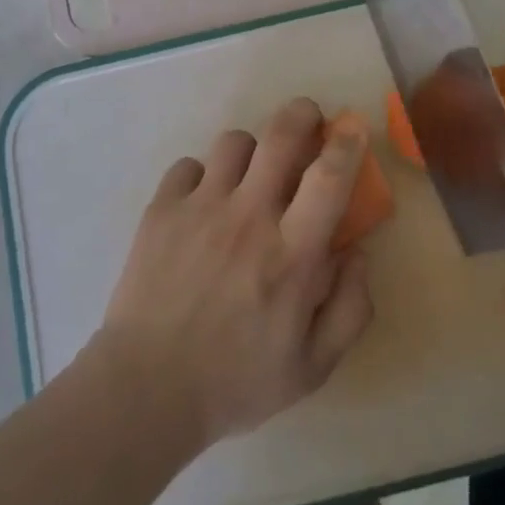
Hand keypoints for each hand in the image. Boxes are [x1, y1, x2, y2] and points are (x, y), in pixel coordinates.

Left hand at [94, 98, 375, 454]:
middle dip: (301, 114)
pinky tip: (202, 204)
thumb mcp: (312, 367)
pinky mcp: (161, 210)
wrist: (146, 389)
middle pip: (280, 136)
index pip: (328, 178)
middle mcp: (248, 218)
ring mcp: (200, 209)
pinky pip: (188, 166)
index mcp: (291, 256)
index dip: (346, 143)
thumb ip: (350, 309)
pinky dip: (202, 177)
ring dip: (252, 151)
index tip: (352, 126)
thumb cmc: (236, 382)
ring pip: (234, 142)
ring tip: (249, 175)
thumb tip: (358, 252)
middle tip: (308, 119)